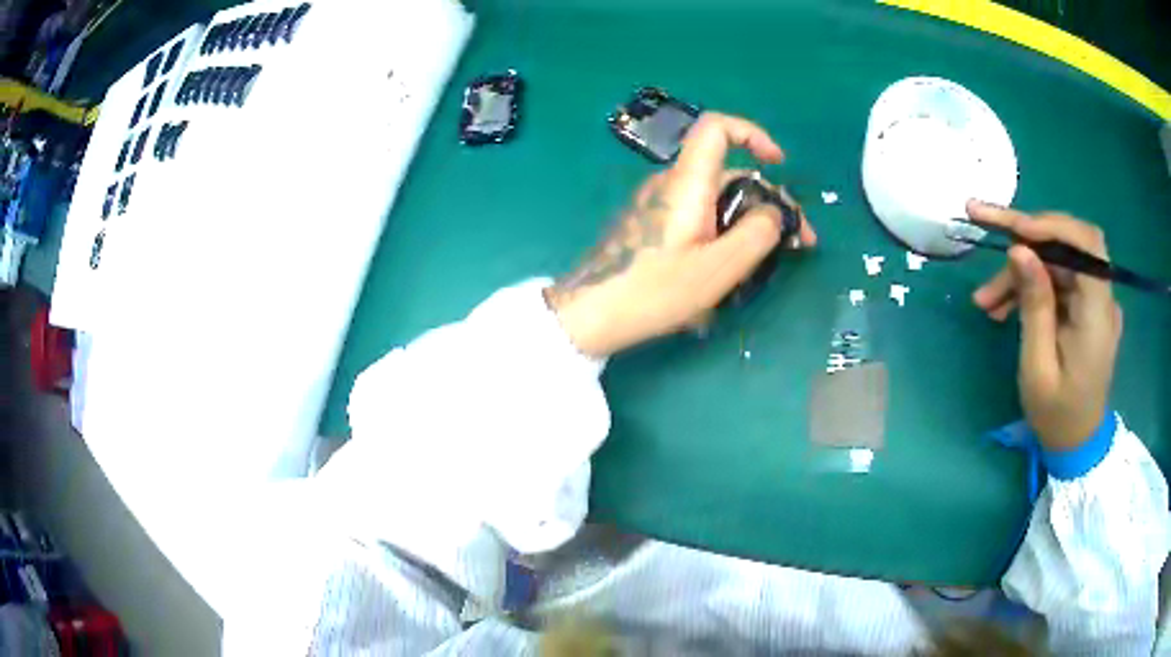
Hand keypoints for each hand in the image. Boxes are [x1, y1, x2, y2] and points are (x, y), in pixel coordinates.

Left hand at [546, 113, 816, 356]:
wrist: (593, 313)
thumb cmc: (655, 290)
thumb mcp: (719, 268)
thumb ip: (757, 235)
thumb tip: (774, 213)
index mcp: (687, 182)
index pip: (717, 128)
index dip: (752, 134)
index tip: (779, 164)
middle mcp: (671, 183)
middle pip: (727, 172)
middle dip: (767, 200)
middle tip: (797, 242)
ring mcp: (658, 204)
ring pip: (715, 199)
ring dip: (747, 221)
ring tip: (766, 264)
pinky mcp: (651, 224)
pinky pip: (698, 215)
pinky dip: (724, 231)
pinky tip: (730, 269)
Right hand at [968, 201, 1121, 450]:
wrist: (1076, 445)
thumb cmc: (1057, 416)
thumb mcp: (1038, 368)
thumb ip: (1034, 307)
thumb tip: (1019, 250)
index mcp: (1098, 315)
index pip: (1086, 244)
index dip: (1051, 225)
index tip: (1014, 229)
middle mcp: (1101, 298)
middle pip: (1067, 243)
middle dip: (1027, 236)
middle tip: (984, 227)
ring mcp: (1093, 302)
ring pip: (1056, 261)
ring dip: (1021, 270)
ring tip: (986, 299)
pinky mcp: (1084, 307)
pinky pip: (1057, 280)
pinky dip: (1029, 285)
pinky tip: (1003, 305)